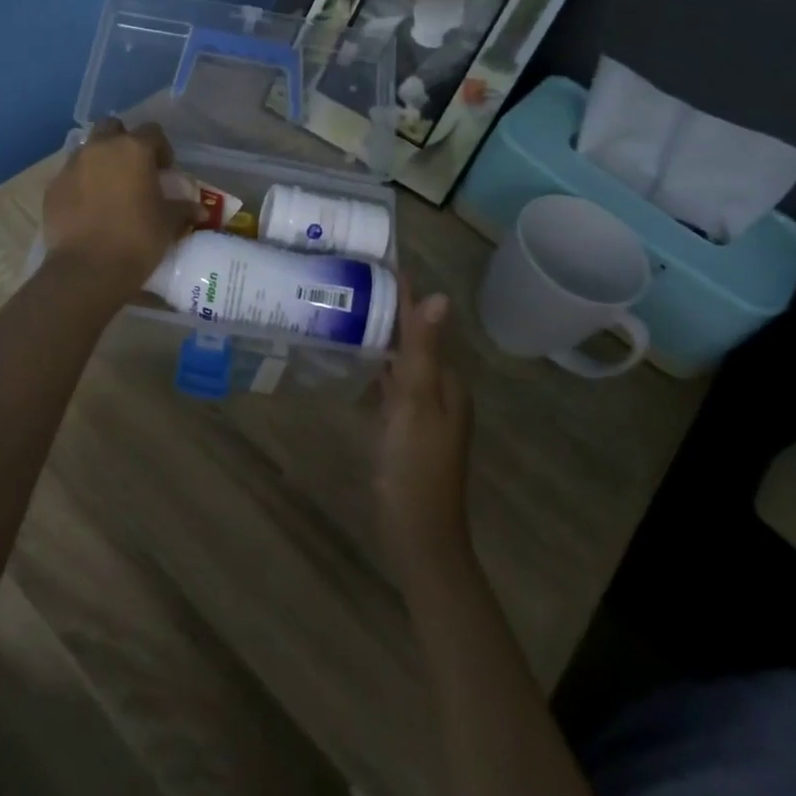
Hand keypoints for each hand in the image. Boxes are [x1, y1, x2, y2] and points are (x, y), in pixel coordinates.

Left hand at [42, 119, 198, 298]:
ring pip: (88, 150)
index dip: (161, 148)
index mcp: (133, 149)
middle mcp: (100, 148)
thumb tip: (198, 210)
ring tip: (109, 190)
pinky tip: (88, 209)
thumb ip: (182, 209)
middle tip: (134, 169)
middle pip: (112, 128)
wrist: (87, 269)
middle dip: (123, 142)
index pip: (152, 132)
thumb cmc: (137, 239)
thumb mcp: (167, 224)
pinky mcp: (52, 188)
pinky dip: (81, 184)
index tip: (165, 170)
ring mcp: (72, 166)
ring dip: (100, 162)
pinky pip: (70, 176)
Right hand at [375, 279, 474, 584]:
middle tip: (351, 280)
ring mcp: (423, 411)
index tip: (377, 262)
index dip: (404, 295)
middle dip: (389, 311)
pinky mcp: (405, 428)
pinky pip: (392, 384)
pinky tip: (357, 359)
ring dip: (382, 337)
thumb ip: (422, 351)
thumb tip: (438, 295)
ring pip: (402, 361)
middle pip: (414, 340)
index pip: (424, 324)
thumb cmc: (415, 466)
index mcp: (447, 381)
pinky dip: (378, 366)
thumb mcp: (416, 404)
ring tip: (348, 309)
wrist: (417, 534)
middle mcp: (439, 390)